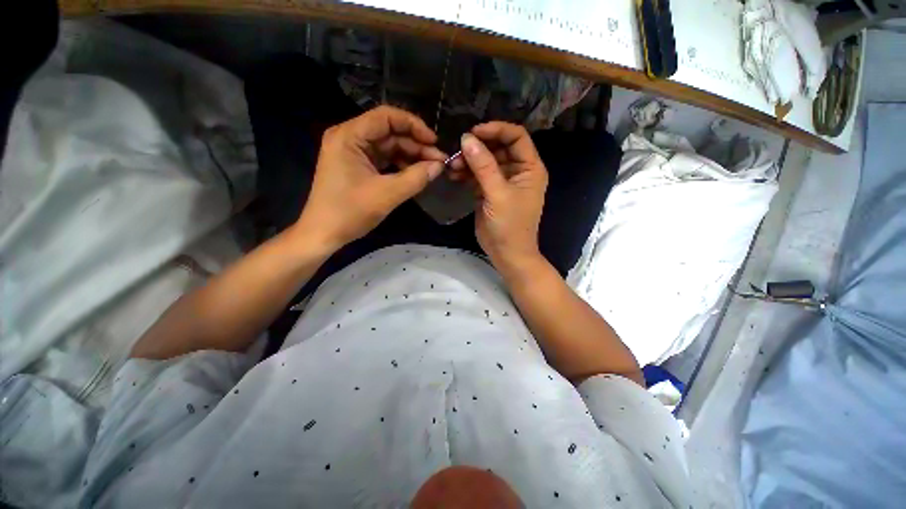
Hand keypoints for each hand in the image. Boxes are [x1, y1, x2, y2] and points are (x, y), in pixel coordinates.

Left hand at [294, 106, 446, 249]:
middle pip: (389, 132)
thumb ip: (416, 178)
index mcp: (349, 136)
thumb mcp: (387, 195)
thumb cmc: (350, 212)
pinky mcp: (358, 166)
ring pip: (389, 147)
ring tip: (431, 169)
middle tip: (439, 161)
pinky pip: (384, 159)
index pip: (386, 117)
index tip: (434, 142)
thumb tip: (440, 166)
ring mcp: (353, 153)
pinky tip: (416, 174)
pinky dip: (401, 166)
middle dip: (416, 145)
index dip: (413, 125)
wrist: (324, 234)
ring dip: (411, 156)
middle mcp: (350, 138)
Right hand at [457, 123, 547, 273]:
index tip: (474, 132)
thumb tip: (467, 139)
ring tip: (452, 166)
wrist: (506, 254)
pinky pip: (477, 176)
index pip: (516, 137)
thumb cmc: (510, 225)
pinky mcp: (489, 192)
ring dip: (469, 161)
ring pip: (485, 161)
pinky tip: (453, 174)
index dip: (496, 130)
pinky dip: (466, 173)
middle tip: (457, 151)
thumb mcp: (498, 194)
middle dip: (478, 148)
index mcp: (529, 168)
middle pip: (498, 148)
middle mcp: (517, 171)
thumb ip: (483, 166)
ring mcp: (502, 181)